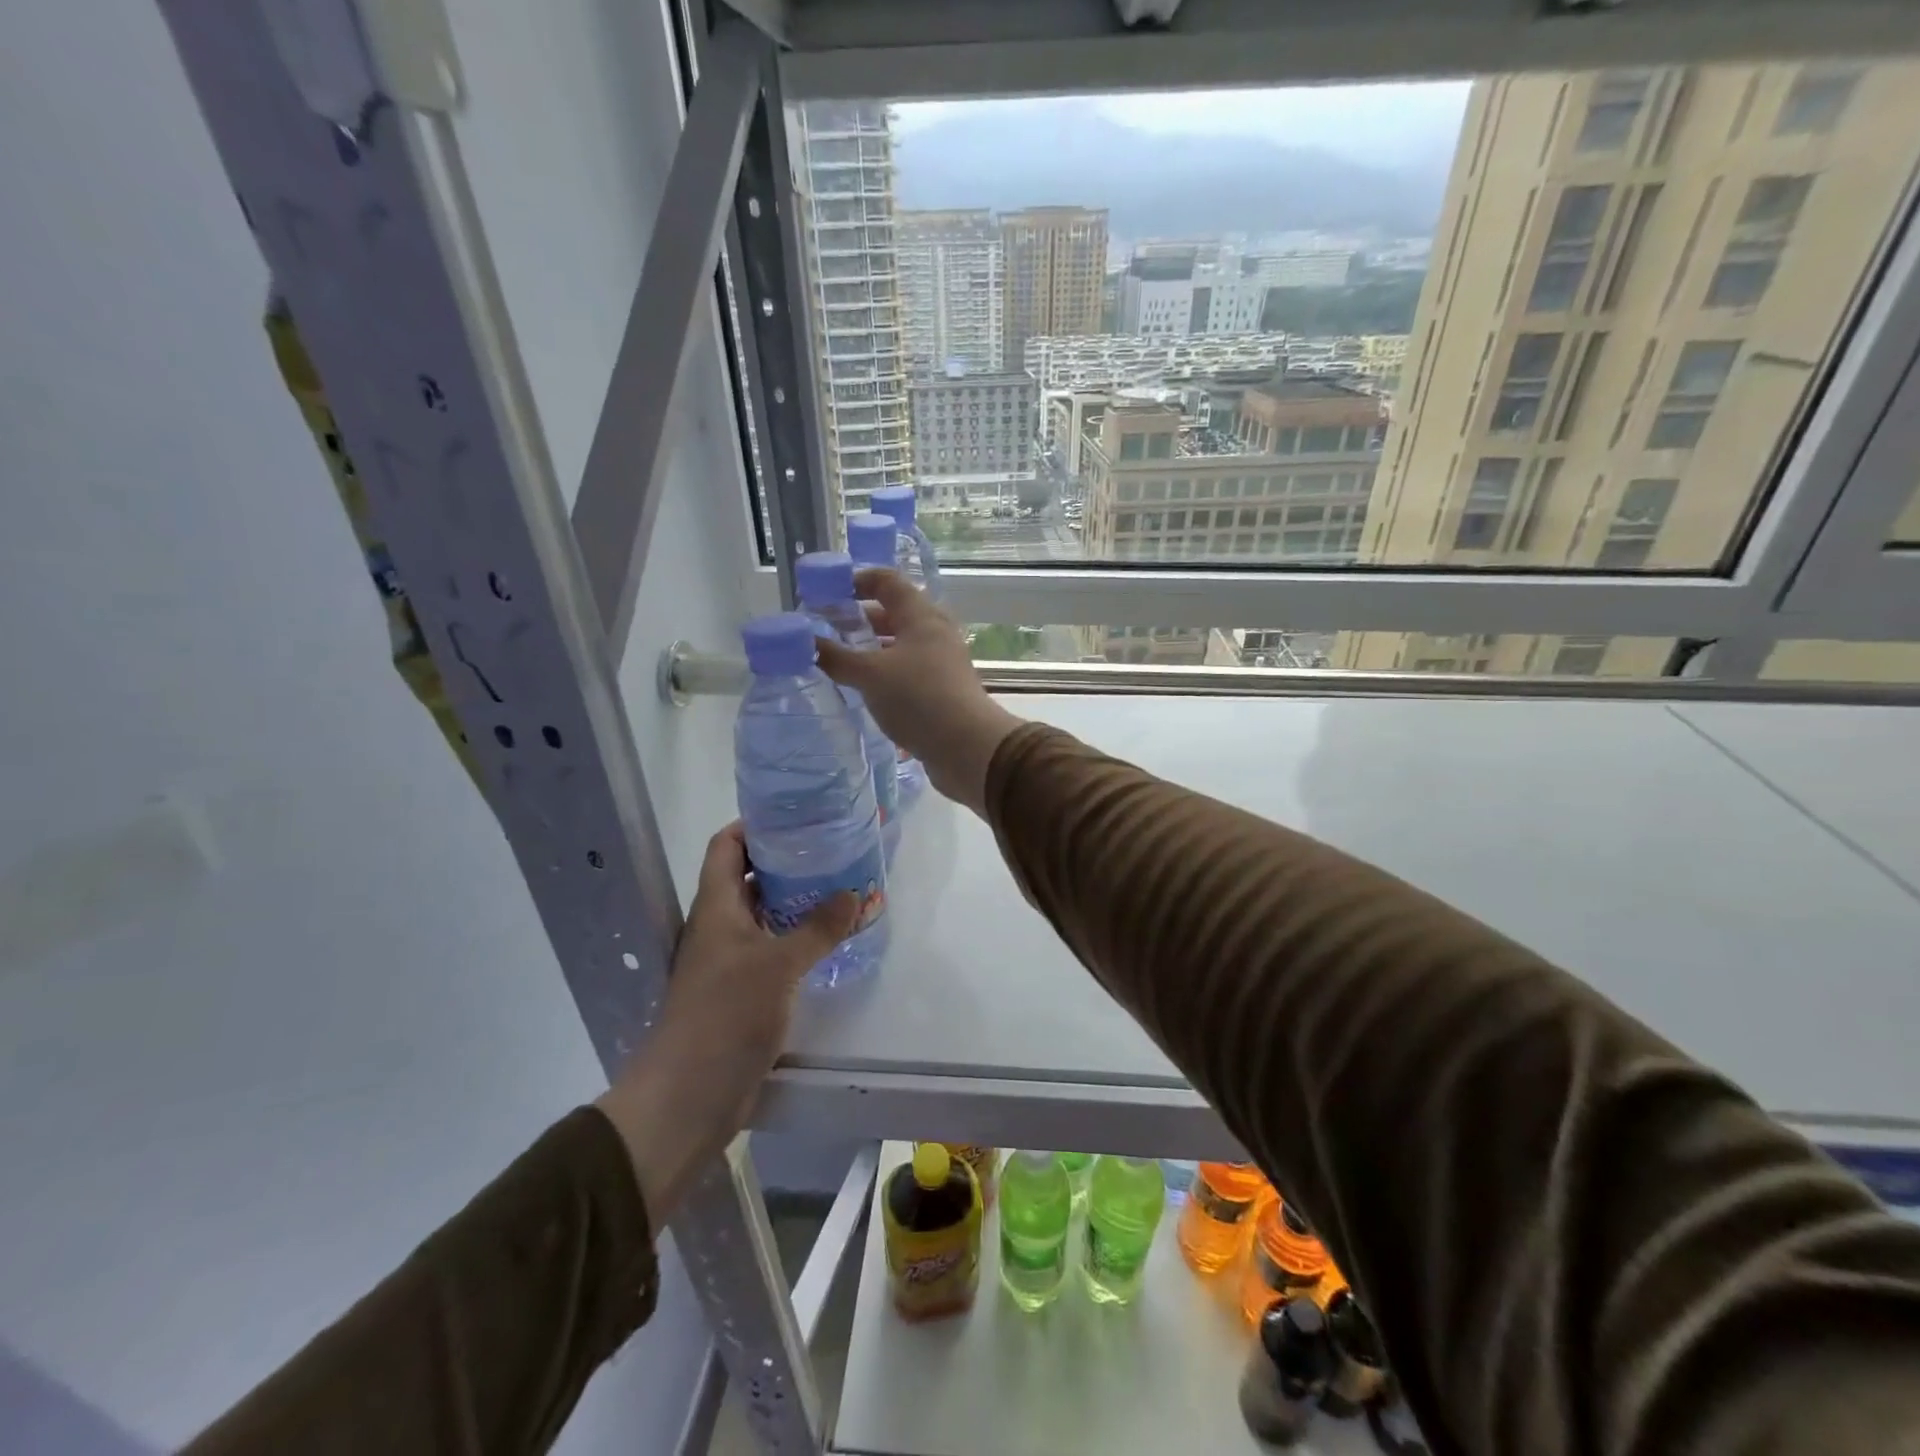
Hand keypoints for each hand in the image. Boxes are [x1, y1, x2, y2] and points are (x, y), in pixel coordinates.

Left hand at [595, 825, 856, 1221]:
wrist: (689, 1096)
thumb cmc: (726, 1015)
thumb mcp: (778, 965)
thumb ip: (818, 928)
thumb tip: (855, 893)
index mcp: (716, 906)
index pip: (727, 845)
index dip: (755, 825)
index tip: (797, 816)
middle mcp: (719, 925)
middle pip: (749, 877)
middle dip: (788, 861)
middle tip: (834, 850)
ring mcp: (730, 959)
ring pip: (764, 914)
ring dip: (797, 901)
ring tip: (841, 888)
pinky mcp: (742, 990)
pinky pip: (772, 948)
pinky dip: (798, 937)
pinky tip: (830, 939)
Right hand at [815, 568, 1022, 815]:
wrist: (967, 747)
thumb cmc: (918, 699)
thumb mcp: (870, 675)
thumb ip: (835, 656)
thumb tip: (804, 640)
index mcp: (921, 616)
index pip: (887, 581)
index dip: (856, 580)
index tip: (826, 593)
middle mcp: (934, 632)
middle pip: (894, 612)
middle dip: (859, 618)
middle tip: (826, 629)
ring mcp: (941, 662)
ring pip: (900, 644)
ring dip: (871, 648)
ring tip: (838, 660)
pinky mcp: (942, 689)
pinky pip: (907, 670)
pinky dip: (884, 672)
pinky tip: (864, 688)